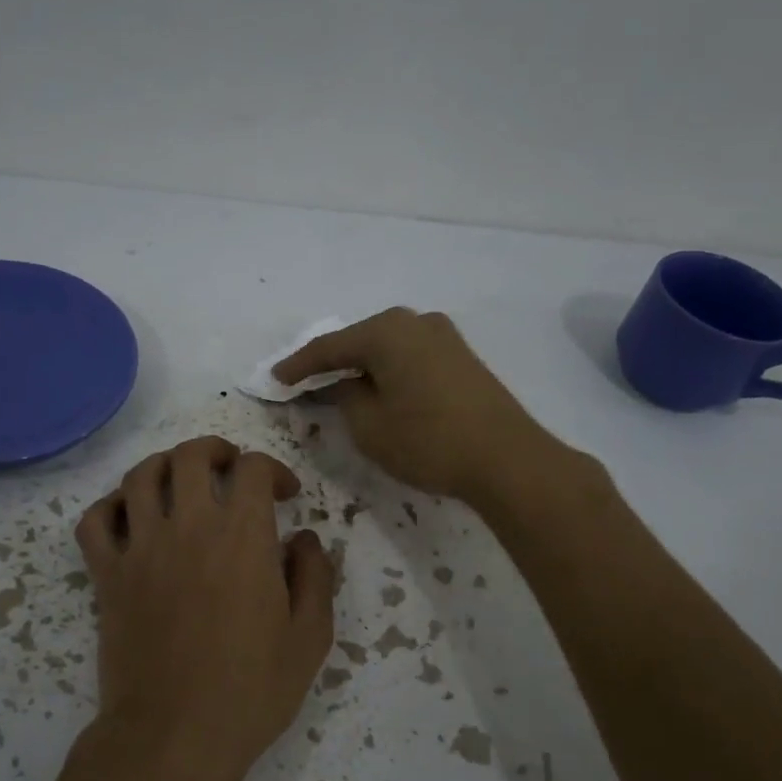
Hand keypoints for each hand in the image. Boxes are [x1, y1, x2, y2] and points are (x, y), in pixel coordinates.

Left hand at [75, 436, 334, 780]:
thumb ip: (314, 577)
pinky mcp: (107, 576)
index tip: (285, 494)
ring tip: (180, 481)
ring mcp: (140, 549)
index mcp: (242, 537)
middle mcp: (188, 527)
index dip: (273, 470)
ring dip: (164, 466)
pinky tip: (129, 515)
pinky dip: (109, 506)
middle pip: (191, 456)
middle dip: (216, 451)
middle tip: (231, 468)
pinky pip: (94, 521)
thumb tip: (304, 539)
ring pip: (140, 476)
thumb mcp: (309, 637)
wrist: (175, 736)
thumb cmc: (251, 690)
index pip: (253, 468)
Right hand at [272, 308, 548, 500]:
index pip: (329, 347)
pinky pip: (409, 357)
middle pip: (360, 341)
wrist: (506, 458)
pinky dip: (387, 371)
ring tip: (337, 387)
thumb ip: (345, 397)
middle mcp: (415, 321)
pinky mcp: (461, 357)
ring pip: (387, 348)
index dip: (298, 366)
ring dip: (361, 367)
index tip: (275, 379)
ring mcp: (443, 336)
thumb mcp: (369, 425)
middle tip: (303, 382)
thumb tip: (344, 383)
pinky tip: (377, 388)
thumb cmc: (428, 440)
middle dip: (331, 363)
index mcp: (387, 331)